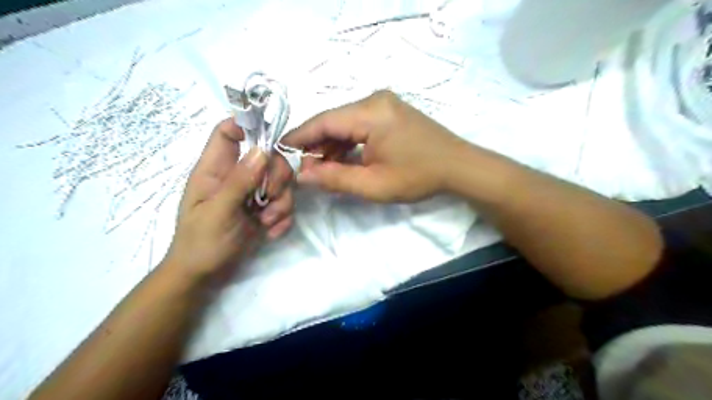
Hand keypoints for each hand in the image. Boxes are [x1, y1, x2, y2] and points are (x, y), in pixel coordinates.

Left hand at [162, 118, 291, 281]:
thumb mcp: (218, 212)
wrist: (206, 276)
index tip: (270, 141)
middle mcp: (237, 176)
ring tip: (267, 223)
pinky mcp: (265, 209)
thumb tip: (262, 150)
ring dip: (281, 203)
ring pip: (281, 183)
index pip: (228, 132)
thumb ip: (239, 181)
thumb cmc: (201, 243)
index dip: (247, 126)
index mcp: (215, 169)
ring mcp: (253, 194)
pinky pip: (285, 204)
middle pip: (268, 157)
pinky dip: (283, 218)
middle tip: (269, 198)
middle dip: (276, 178)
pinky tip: (270, 232)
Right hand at [285, 90, 467, 202]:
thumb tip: (303, 175)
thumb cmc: (419, 177)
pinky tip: (342, 160)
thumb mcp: (374, 184)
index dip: (299, 137)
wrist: (459, 167)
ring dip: (331, 145)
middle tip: (303, 169)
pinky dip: (348, 143)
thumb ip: (335, 178)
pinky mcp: (390, 112)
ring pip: (345, 123)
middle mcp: (374, 100)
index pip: (323, 121)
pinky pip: (359, 125)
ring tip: (321, 169)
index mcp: (370, 112)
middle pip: (333, 121)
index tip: (280, 151)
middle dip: (316, 145)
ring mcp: (384, 104)